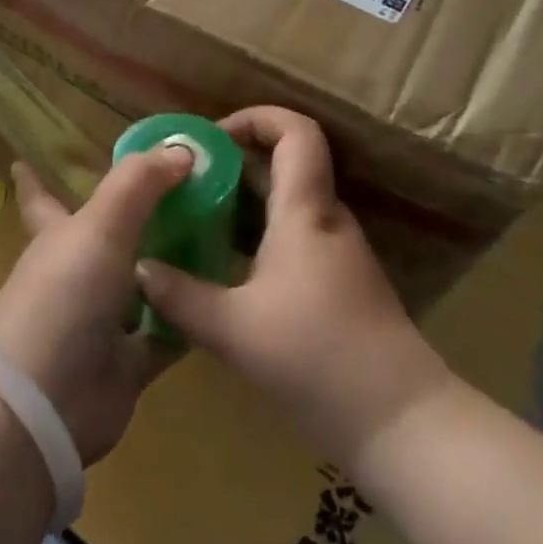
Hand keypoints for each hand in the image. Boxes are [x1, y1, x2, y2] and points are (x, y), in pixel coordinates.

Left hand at [0, 147, 193, 465]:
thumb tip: (181, 148)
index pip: (40, 197)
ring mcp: (100, 321)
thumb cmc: (64, 294)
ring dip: (170, 266)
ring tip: (217, 238)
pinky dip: (189, 320)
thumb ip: (139, 182)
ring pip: (140, 286)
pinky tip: (223, 299)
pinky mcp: (127, 363)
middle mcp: (76, 274)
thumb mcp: (100, 224)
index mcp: (57, 235)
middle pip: (105, 239)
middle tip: (183, 192)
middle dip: (133, 217)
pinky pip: (166, 335)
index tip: (23, 159)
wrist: (47, 399)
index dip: (33, 178)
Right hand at [135, 107, 450, 465]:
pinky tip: (219, 264)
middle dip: (232, 162)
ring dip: (239, 201)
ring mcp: (334, 253)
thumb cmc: (320, 360)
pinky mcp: (335, 284)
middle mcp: (324, 221)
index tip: (210, 137)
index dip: (255, 118)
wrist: (403, 425)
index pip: (296, 133)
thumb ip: (181, 295)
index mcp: (305, 213)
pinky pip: (289, 236)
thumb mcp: (235, 330)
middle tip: (183, 180)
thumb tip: (139, 268)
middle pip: (284, 164)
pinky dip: (253, 234)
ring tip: (192, 217)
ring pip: (284, 203)